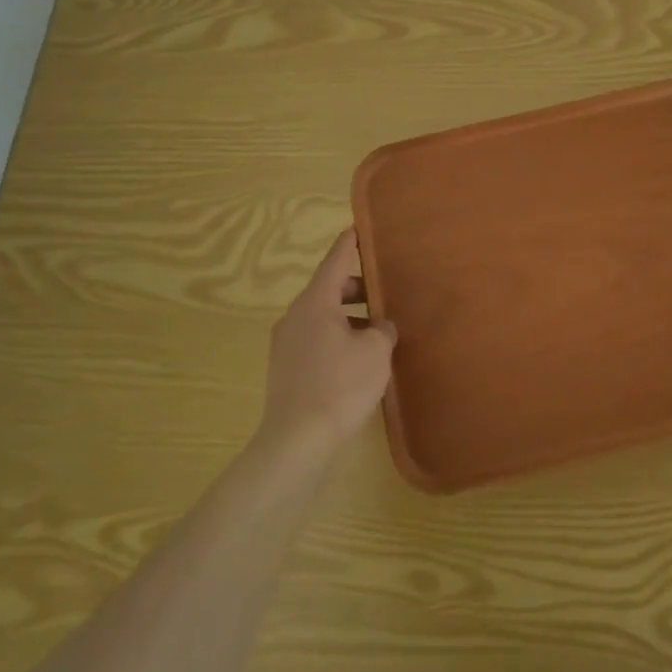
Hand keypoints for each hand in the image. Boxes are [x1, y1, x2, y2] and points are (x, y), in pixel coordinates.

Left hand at [257, 229, 396, 463]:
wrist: (297, 442)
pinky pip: (316, 341)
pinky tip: (358, 360)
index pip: (335, 261)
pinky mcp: (286, 371)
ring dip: (348, 318)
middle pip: (328, 290)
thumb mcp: (375, 351)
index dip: (350, 244)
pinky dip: (337, 339)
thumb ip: (382, 329)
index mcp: (315, 302)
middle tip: (385, 291)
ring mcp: (286, 344)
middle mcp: (295, 316)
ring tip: (377, 330)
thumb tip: (380, 325)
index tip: (359, 228)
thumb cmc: (340, 385)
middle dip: (357, 288)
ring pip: (322, 318)